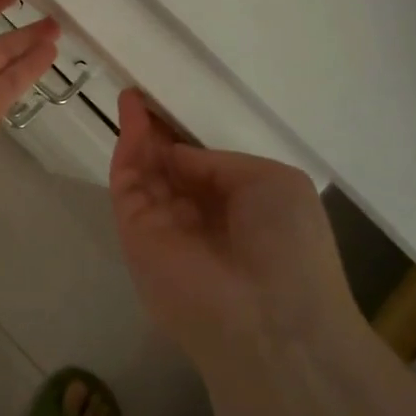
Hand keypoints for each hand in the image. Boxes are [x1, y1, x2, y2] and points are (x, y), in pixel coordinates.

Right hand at [109, 89, 356, 374]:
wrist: (269, 320)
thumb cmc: (288, 246)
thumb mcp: (274, 183)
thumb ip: (220, 163)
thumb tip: (177, 156)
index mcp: (238, 210)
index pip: (203, 168)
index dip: (186, 136)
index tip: (172, 105)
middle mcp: (198, 219)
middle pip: (169, 168)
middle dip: (156, 132)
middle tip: (144, 95)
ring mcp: (164, 227)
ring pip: (145, 173)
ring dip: (137, 134)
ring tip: (132, 95)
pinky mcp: (134, 233)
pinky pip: (127, 183)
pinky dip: (126, 148)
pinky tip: (131, 114)